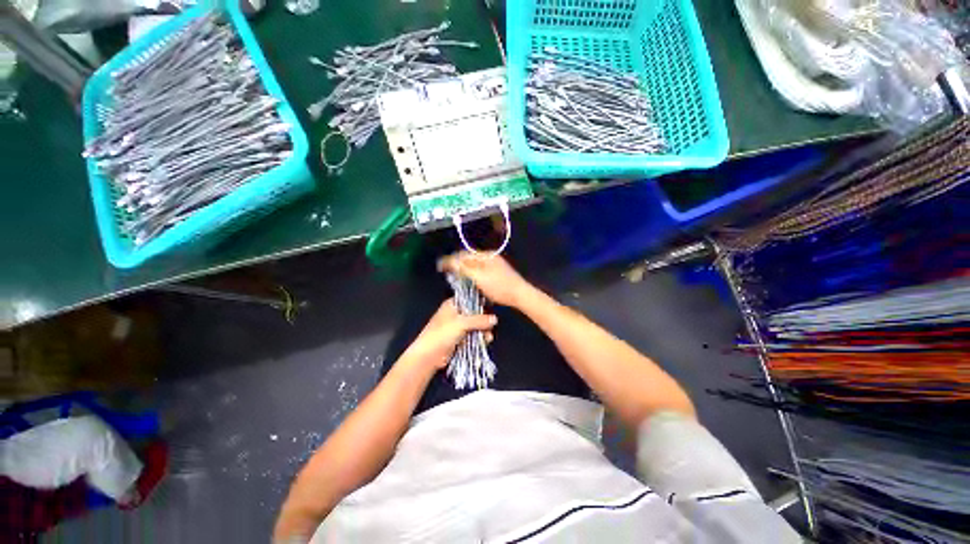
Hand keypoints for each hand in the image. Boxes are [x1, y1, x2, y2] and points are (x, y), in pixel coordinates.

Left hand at [402, 299, 496, 370]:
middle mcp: (456, 313)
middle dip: (484, 321)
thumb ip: (479, 320)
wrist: (429, 356)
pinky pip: (473, 336)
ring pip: (475, 326)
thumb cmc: (441, 335)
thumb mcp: (462, 323)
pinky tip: (484, 342)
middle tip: (491, 326)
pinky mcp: (459, 338)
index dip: (481, 303)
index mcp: (453, 304)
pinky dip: (479, 338)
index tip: (491, 309)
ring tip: (487, 337)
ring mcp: (457, 327)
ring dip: (483, 331)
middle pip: (475, 314)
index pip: (470, 299)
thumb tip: (494, 319)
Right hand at [438, 252, 532, 307]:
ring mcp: (494, 265)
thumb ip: (465, 268)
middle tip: (446, 272)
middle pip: (469, 258)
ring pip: (474, 265)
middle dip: (457, 264)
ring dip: (464, 269)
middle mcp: (490, 257)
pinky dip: (472, 274)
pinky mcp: (496, 273)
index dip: (451, 259)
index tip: (440, 266)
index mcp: (485, 256)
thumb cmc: (499, 286)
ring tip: (455, 277)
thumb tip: (451, 261)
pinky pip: (480, 270)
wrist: (519, 295)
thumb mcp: (480, 277)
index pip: (464, 254)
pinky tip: (469, 281)